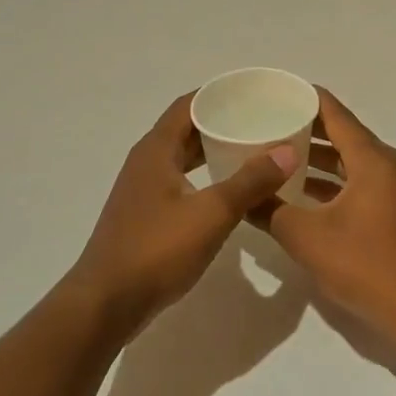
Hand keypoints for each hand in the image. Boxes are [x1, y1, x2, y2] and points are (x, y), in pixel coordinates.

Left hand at [71, 93, 295, 331]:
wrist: (106, 303)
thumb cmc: (157, 250)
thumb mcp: (212, 213)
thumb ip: (250, 181)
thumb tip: (288, 151)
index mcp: (156, 150)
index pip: (189, 105)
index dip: (219, 95)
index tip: (253, 93)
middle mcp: (146, 162)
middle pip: (186, 128)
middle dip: (221, 121)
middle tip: (261, 121)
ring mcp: (143, 189)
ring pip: (183, 156)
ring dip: (213, 150)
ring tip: (252, 150)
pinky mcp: (145, 214)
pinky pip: (180, 180)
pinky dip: (205, 175)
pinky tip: (228, 189)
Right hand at [249, 89, 395, 343]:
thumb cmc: (363, 264)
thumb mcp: (306, 237)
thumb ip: (271, 210)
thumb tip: (242, 197)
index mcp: (372, 159)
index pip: (334, 113)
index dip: (304, 98)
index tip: (273, 92)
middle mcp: (387, 164)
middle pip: (342, 134)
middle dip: (305, 129)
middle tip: (266, 124)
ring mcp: (394, 187)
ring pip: (349, 160)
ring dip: (316, 159)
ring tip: (276, 155)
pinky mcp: (393, 209)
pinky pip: (357, 181)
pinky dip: (331, 182)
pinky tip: (299, 193)